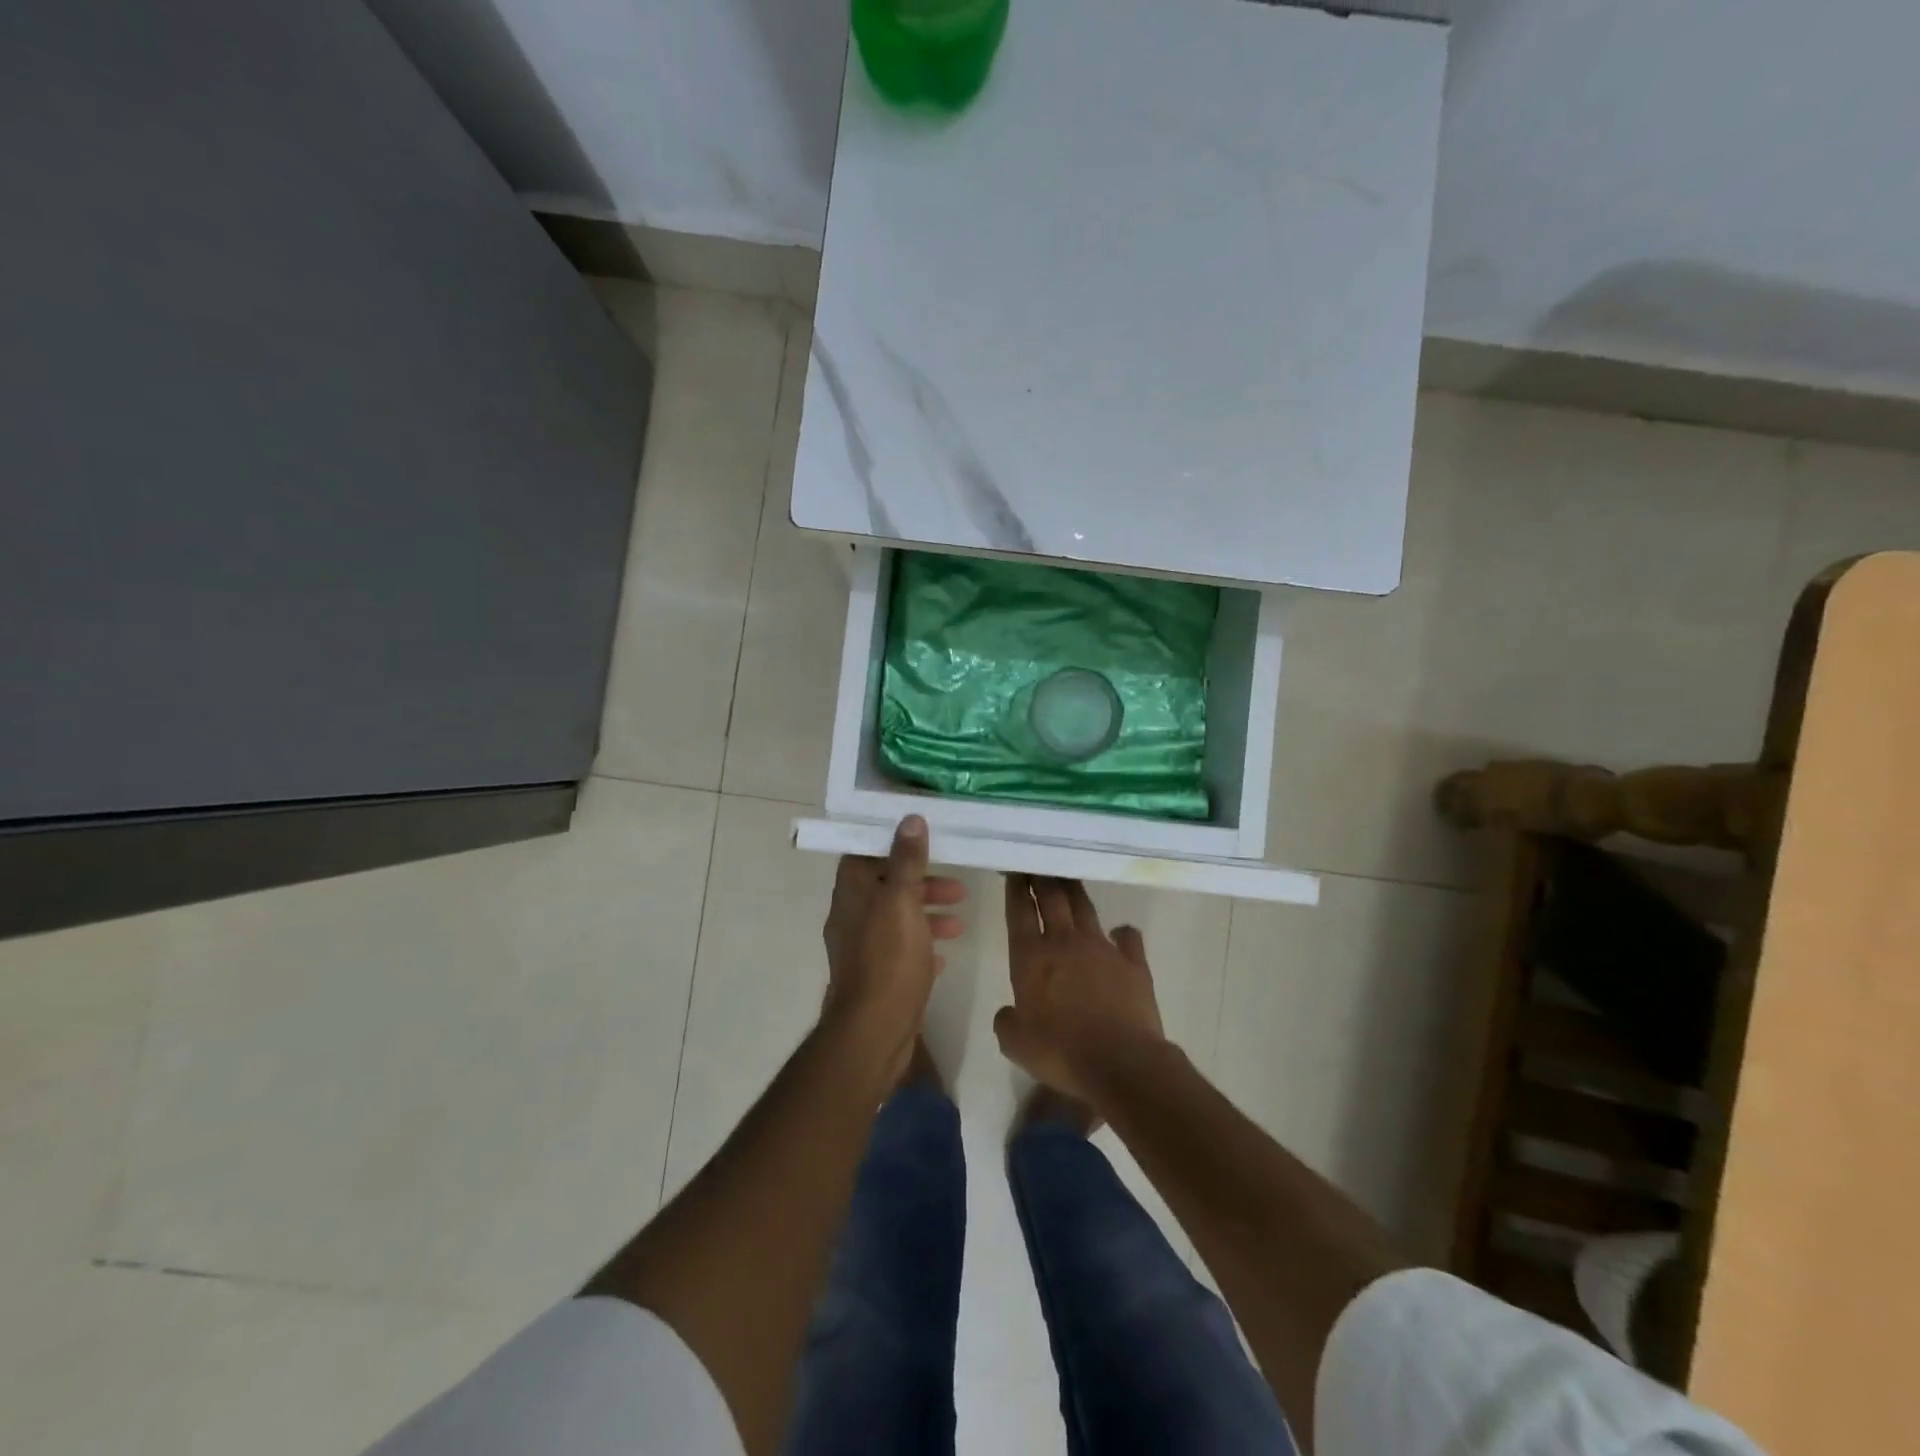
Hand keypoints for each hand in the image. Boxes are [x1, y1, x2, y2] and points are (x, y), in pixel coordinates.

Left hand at [822, 815, 965, 1078]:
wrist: (873, 1032)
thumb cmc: (888, 960)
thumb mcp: (901, 902)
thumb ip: (906, 861)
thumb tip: (910, 818)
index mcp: (852, 894)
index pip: (865, 854)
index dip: (892, 844)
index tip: (925, 838)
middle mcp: (852, 917)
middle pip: (886, 886)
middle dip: (922, 882)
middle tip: (958, 886)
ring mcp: (863, 949)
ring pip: (897, 919)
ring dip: (927, 913)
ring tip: (961, 919)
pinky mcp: (877, 976)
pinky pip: (901, 950)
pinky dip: (922, 944)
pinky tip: (945, 952)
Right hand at [994, 876, 1165, 1104]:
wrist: (1121, 1063)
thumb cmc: (1060, 1052)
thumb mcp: (1016, 1043)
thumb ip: (1007, 1021)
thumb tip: (1009, 1011)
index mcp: (1031, 957)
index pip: (1020, 911)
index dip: (1016, 888)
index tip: (1014, 871)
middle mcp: (1065, 942)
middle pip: (1052, 897)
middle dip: (1042, 877)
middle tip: (1037, 864)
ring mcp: (1102, 948)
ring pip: (1085, 907)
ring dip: (1074, 891)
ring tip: (1068, 879)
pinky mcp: (1134, 962)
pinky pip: (1127, 937)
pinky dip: (1121, 932)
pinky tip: (1119, 933)